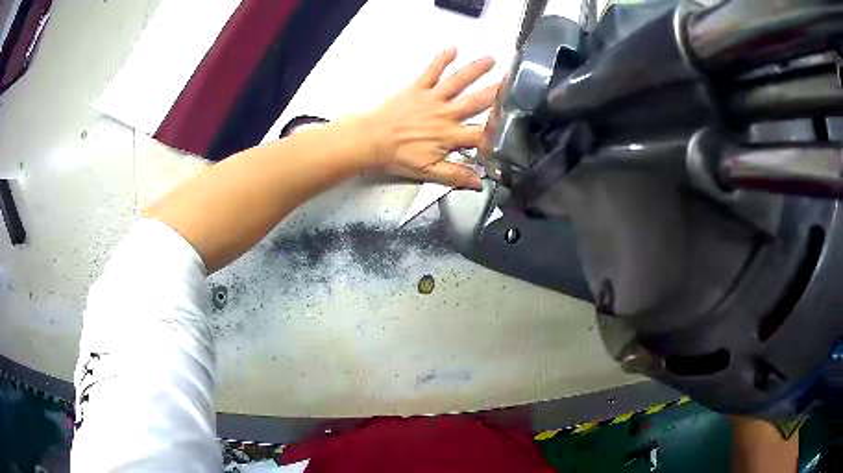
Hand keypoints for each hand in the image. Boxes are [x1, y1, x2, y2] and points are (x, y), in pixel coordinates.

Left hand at [364, 48, 499, 189]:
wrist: (371, 140)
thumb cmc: (398, 157)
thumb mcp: (428, 172)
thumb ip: (455, 175)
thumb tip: (479, 183)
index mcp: (451, 136)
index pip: (481, 133)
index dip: (498, 131)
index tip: (514, 125)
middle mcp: (446, 114)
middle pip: (477, 102)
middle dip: (496, 92)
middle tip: (513, 82)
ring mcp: (432, 98)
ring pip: (458, 82)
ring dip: (475, 70)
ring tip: (490, 60)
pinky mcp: (417, 88)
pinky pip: (431, 71)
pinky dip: (442, 59)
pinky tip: (453, 49)